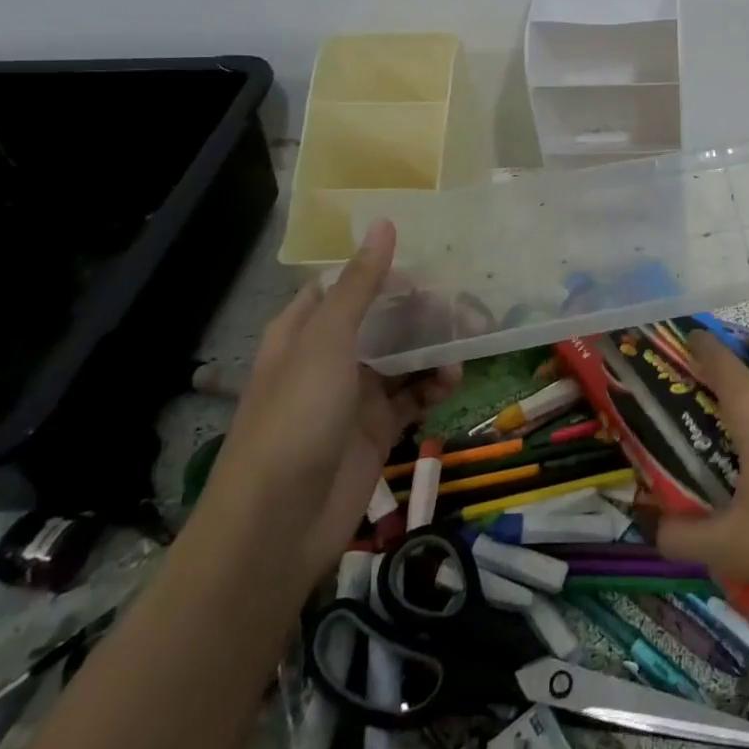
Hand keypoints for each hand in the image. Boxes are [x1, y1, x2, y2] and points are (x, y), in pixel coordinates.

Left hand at [204, 220, 460, 588]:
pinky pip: (414, 395)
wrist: (279, 525)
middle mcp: (330, 358)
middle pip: (385, 320)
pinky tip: (452, 383)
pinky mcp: (377, 428)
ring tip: (467, 345)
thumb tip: (383, 223)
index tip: (431, 260)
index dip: (385, 270)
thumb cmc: (296, 419)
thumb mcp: (327, 343)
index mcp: (305, 331)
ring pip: (405, 357)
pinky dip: (435, 387)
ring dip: (436, 349)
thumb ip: (360, 285)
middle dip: (425, 312)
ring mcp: (355, 395)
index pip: (348, 285)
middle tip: (469, 303)